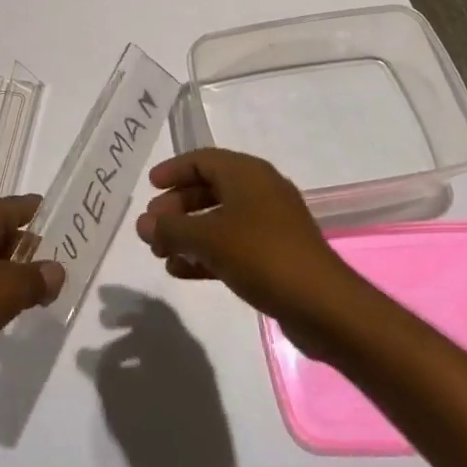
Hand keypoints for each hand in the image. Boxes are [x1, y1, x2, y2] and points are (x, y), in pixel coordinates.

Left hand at [0, 195, 63, 399]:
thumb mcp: (6, 289)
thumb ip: (37, 278)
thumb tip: (57, 270)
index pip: (23, 206)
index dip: (50, 214)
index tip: (78, 226)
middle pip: (9, 233)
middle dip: (37, 249)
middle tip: (70, 267)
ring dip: (17, 276)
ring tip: (48, 293)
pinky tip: (11, 314)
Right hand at [134, 149, 354, 352]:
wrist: (323, 306)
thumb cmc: (261, 255)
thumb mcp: (208, 238)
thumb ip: (171, 229)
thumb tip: (142, 223)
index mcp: (246, 173)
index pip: (201, 160)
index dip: (173, 171)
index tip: (149, 188)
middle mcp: (259, 190)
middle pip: (208, 190)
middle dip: (177, 208)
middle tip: (152, 227)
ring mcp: (270, 224)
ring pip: (219, 220)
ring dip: (188, 234)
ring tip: (160, 253)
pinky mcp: (275, 254)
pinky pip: (232, 245)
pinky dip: (207, 253)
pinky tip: (182, 272)